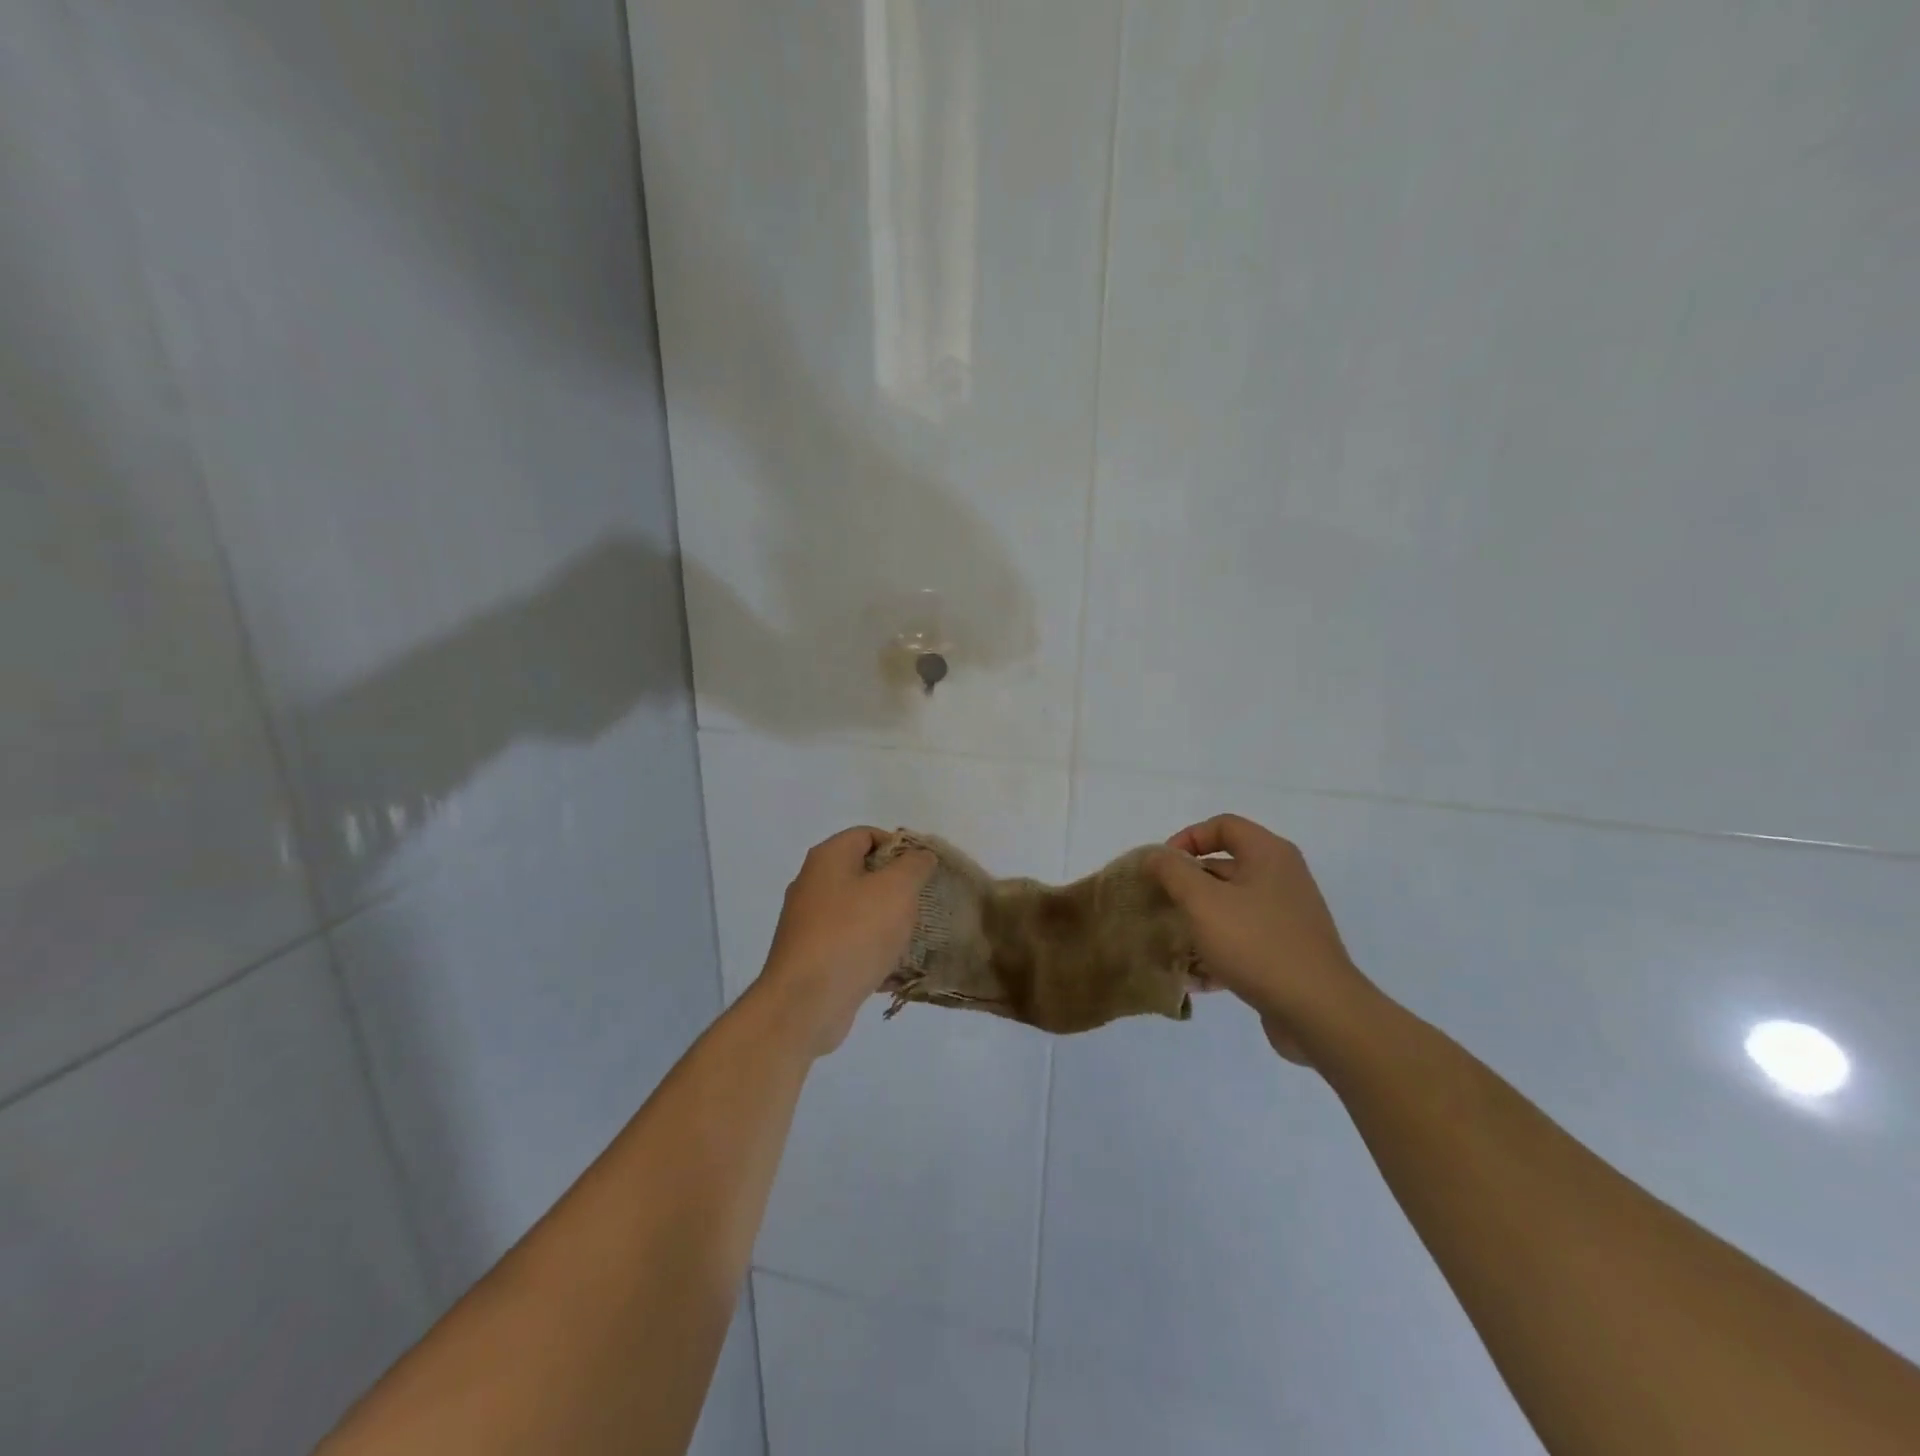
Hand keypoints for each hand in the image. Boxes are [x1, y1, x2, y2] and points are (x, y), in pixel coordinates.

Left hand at [755, 827, 935, 1056]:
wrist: (806, 1003)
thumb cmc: (854, 934)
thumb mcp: (897, 889)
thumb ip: (914, 865)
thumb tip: (920, 855)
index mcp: (828, 858)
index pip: (867, 835)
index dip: (899, 847)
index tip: (923, 871)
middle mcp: (812, 883)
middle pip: (862, 872)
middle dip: (895, 887)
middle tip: (919, 905)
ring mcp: (807, 922)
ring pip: (857, 910)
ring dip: (885, 921)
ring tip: (910, 938)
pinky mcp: (810, 955)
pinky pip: (848, 942)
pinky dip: (869, 950)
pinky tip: (890, 969)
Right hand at [1148, 814, 1372, 1064]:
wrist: (1318, 1011)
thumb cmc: (1256, 943)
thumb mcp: (1202, 901)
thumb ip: (1173, 872)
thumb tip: (1155, 856)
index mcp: (1268, 854)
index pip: (1222, 826)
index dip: (1187, 838)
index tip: (1162, 867)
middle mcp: (1282, 877)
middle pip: (1225, 866)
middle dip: (1187, 883)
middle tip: (1159, 903)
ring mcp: (1287, 916)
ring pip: (1232, 905)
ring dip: (1199, 919)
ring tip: (1171, 940)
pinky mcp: (1287, 950)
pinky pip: (1244, 937)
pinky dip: (1219, 948)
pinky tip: (1195, 977)